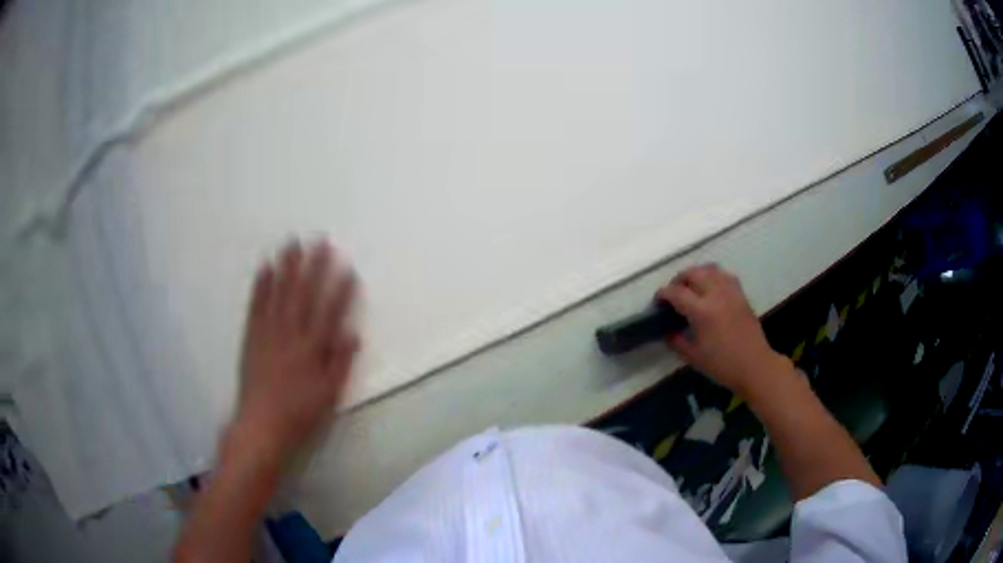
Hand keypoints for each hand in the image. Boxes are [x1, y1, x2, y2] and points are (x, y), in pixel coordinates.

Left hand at [233, 240, 359, 461]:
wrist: (260, 424)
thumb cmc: (299, 414)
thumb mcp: (328, 395)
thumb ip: (340, 363)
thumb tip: (353, 334)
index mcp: (312, 349)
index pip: (330, 312)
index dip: (340, 289)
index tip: (348, 266)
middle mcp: (291, 334)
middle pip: (304, 294)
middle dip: (313, 266)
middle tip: (320, 240)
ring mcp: (268, 332)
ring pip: (279, 293)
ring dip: (286, 267)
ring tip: (292, 243)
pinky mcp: (252, 336)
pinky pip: (256, 305)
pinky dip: (260, 285)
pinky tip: (265, 268)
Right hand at [659, 264, 787, 395]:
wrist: (754, 366)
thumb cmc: (722, 365)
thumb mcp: (693, 357)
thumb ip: (676, 340)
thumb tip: (668, 330)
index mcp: (702, 311)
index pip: (676, 292)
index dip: (663, 294)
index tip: (657, 302)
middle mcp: (716, 295)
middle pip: (693, 273)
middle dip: (679, 280)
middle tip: (673, 293)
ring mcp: (731, 292)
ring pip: (710, 269)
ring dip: (696, 274)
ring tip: (691, 287)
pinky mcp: (741, 294)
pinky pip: (724, 275)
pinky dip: (713, 276)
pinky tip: (710, 289)